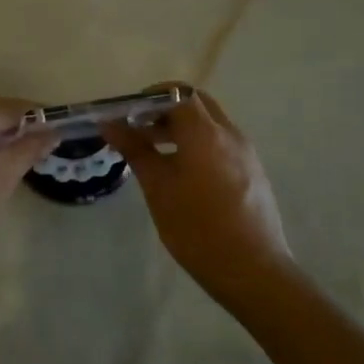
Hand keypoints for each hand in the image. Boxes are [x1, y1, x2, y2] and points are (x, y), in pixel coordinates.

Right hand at [101, 88, 295, 305]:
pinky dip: (199, 143)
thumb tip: (110, 124)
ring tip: (155, 152)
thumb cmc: (197, 228)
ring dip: (182, 127)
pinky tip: (182, 173)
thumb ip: (135, 150)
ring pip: (210, 123)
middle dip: (166, 109)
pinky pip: (222, 142)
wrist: (253, 270)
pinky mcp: (253, 171)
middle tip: (139, 129)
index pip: (177, 93)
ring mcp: (246, 152)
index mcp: (205, 133)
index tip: (127, 114)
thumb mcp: (158, 188)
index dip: (149, 98)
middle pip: (196, 103)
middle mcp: (229, 134)